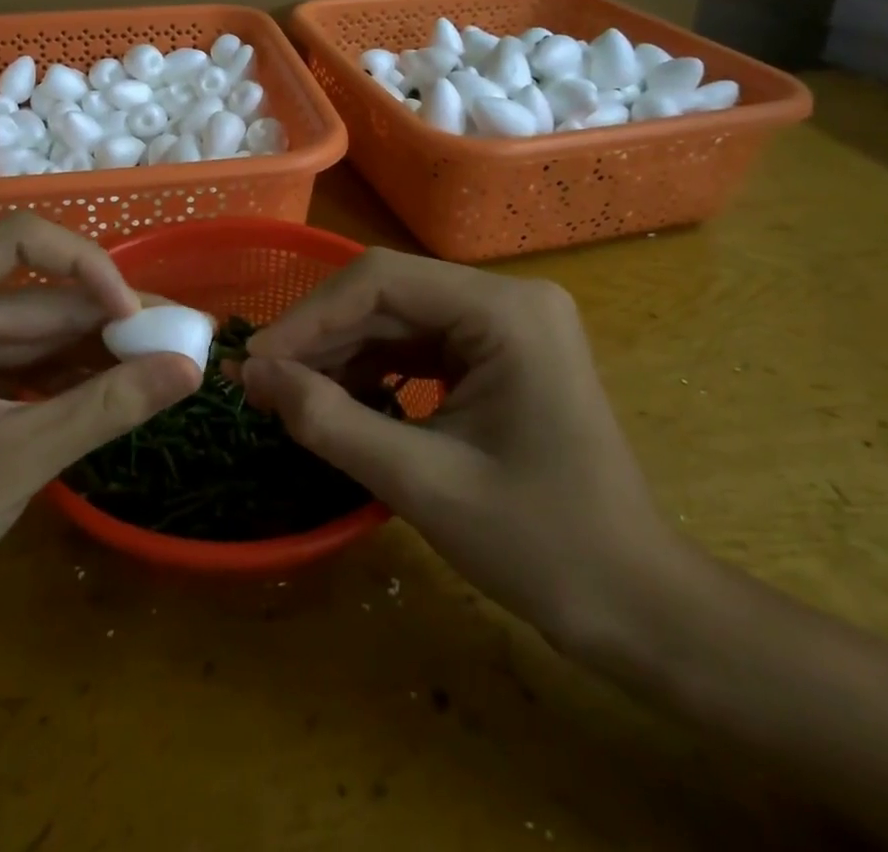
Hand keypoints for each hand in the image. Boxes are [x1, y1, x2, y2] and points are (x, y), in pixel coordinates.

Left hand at [0, 215, 203, 636]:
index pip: (19, 243)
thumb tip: (191, 370)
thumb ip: (107, 407)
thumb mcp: (16, 458)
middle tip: (182, 335)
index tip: (134, 313)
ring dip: (100, 348)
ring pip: (41, 333)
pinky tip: (126, 386)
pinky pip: (30, 367)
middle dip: (109, 316)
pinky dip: (75, 377)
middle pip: (38, 295)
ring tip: (168, 359)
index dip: (85, 264)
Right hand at [240, 249, 677, 654]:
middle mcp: (508, 299)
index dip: (309, 317)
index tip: (253, 361)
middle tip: (256, 380)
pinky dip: (372, 370)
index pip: (382, 281)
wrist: (637, 606)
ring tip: (285, 393)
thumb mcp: (422, 483)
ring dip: (340, 354)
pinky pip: (419, 346)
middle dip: (320, 338)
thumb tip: (251, 375)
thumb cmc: (543, 546)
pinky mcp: (498, 353)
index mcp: (506, 311)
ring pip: (398, 319)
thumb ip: (329, 420)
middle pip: (388, 295)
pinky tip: (336, 399)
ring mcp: (506, 325)